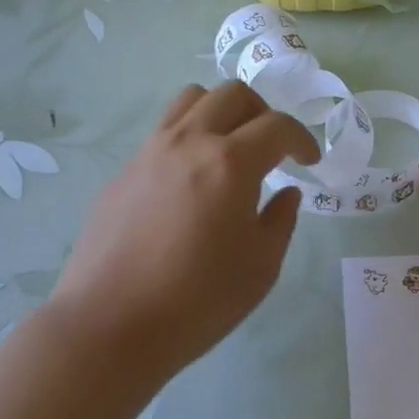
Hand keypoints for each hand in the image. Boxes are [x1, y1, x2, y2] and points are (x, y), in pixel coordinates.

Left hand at [53, 82, 319, 374]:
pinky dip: (189, 138)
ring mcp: (150, 152)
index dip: (302, 139)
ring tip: (230, 148)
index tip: (309, 162)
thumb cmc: (197, 301)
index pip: (277, 126)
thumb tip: (286, 192)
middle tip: (272, 148)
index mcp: (230, 163)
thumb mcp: (261, 267)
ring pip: (191, 100)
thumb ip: (281, 220)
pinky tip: (190, 182)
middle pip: (233, 94)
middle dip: (263, 113)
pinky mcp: (123, 171)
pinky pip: (163, 132)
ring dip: (221, 112)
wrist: (109, 325)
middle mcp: (189, 142)